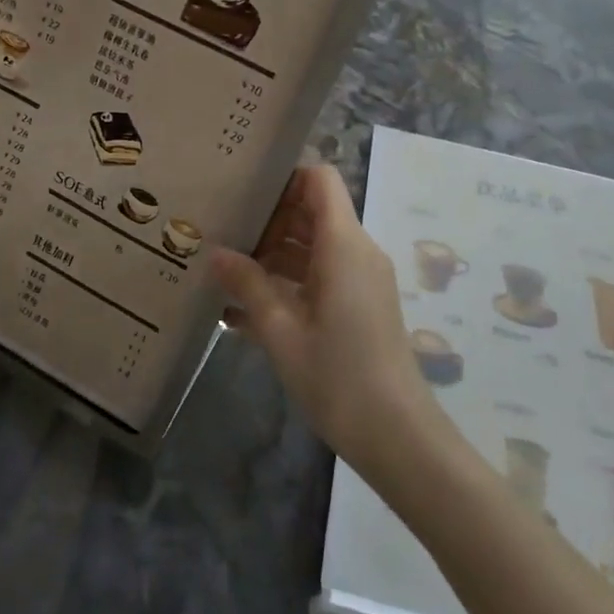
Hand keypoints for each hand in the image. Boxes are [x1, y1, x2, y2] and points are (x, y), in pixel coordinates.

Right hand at [211, 165, 444, 475]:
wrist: (398, 436)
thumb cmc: (338, 377)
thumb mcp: (281, 330)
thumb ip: (247, 285)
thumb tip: (215, 253)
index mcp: (342, 244)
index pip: (318, 179)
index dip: (282, 176)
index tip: (241, 191)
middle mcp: (355, 252)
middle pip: (310, 211)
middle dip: (266, 219)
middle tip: (218, 231)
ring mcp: (358, 281)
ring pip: (310, 247)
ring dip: (270, 256)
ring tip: (221, 271)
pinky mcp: (358, 307)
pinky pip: (317, 278)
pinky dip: (285, 284)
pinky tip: (241, 311)